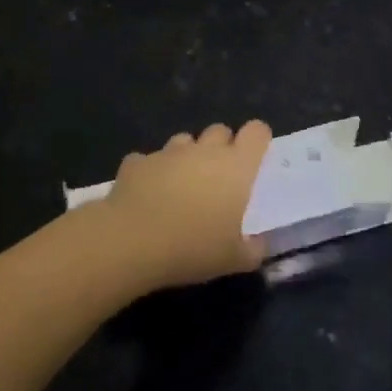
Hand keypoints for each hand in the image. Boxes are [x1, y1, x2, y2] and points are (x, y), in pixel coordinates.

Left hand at [101, 121, 271, 288]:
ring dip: (187, 157)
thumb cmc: (193, 247)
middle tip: (218, 178)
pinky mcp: (137, 162)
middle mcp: (204, 150)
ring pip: (184, 140)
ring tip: (181, 186)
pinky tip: (147, 195)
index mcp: (236, 166)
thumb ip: (254, 249)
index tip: (254, 159)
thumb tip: (260, 243)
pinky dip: (152, 172)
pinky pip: (149, 160)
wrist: (132, 242)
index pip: (256, 131)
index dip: (257, 140)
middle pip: (220, 130)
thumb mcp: (234, 260)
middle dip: (221, 147)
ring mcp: (168, 152)